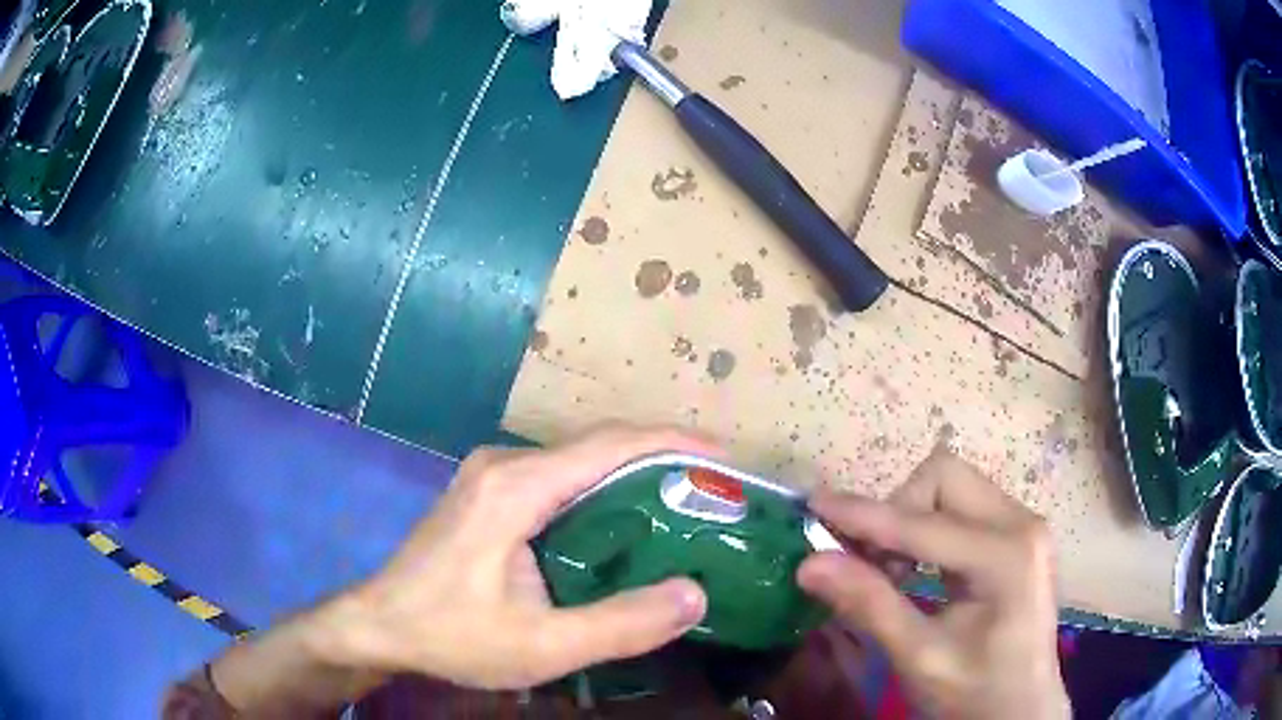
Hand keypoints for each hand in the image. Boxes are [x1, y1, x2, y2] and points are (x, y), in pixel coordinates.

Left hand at [321, 425, 714, 689]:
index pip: (611, 444)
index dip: (675, 442)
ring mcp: (493, 476)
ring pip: (579, 462)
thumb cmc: (452, 635)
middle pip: (598, 446)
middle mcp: (506, 465)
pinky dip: (602, 492)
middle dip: (663, 459)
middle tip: (715, 491)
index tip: (726, 458)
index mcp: (517, 487)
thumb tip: (695, 595)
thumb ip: (621, 624)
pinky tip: (626, 524)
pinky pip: (559, 479)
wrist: (379, 625)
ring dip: (633, 475)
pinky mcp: (488, 494)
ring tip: (685, 505)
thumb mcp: (541, 646)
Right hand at [797, 450, 1069, 719]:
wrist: (1022, 710)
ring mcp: (1023, 524)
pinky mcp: (1017, 534)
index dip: (864, 515)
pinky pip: (963, 507)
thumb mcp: (920, 657)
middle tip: (867, 563)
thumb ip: (870, 606)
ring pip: (951, 486)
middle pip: (943, 478)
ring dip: (909, 519)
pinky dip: (927, 528)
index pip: (922, 523)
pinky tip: (915, 568)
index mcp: (1006, 554)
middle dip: (896, 511)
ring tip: (890, 571)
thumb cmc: (974, 692)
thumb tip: (810, 563)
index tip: (814, 505)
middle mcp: (1021, 522)